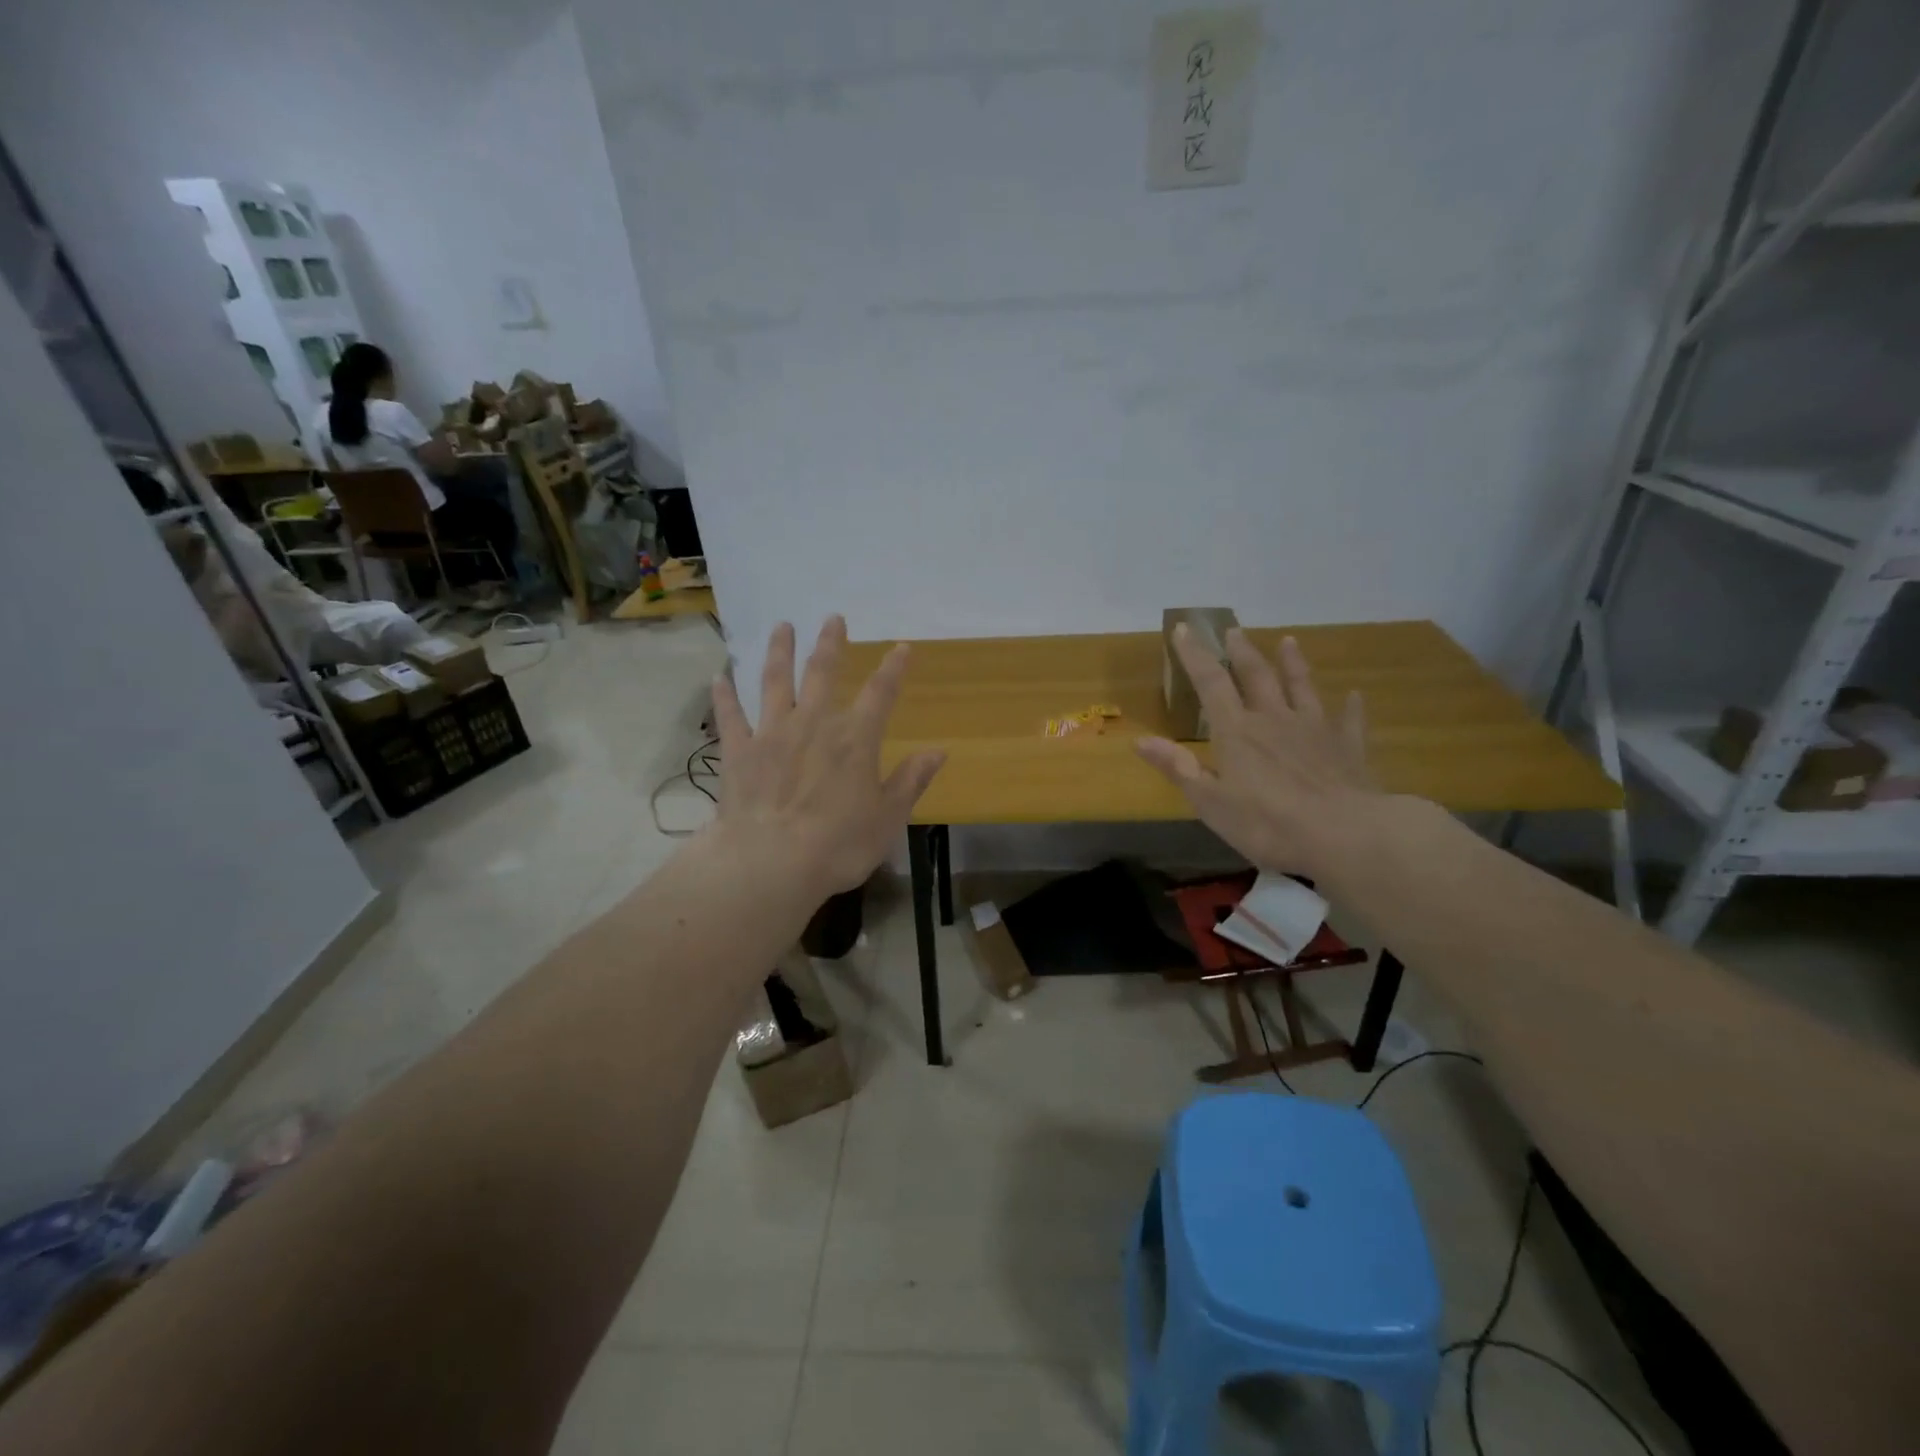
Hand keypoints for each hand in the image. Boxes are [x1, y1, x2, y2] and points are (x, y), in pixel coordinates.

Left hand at [710, 617, 945, 895]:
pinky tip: (719, 677)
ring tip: (781, 627)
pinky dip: (724, 696)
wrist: (771, 863)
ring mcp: (772, 733)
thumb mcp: (887, 818)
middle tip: (832, 618)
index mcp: (855, 739)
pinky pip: (730, 716)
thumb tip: (938, 752)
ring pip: (774, 682)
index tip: (901, 647)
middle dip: (830, 644)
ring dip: (778, 652)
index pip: (880, 693)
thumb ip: (911, 781)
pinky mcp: (739, 751)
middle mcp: (813, 724)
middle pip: (822, 673)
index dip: (893, 668)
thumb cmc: (838, 844)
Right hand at [1136, 627, 1377, 875]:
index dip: (1195, 656)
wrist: (1344, 834)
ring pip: (1302, 687)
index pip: (1211, 683)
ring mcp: (1315, 730)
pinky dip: (1351, 706)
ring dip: (1293, 664)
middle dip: (1242, 652)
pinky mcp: (1348, 748)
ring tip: (1289, 641)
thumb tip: (1140, 741)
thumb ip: (1178, 768)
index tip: (1184, 629)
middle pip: (1257, 676)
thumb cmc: (1267, 823)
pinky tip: (1355, 695)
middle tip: (1233, 630)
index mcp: (1237, 732)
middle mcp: (1274, 719)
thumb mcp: (1210, 803)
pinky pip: (1349, 721)